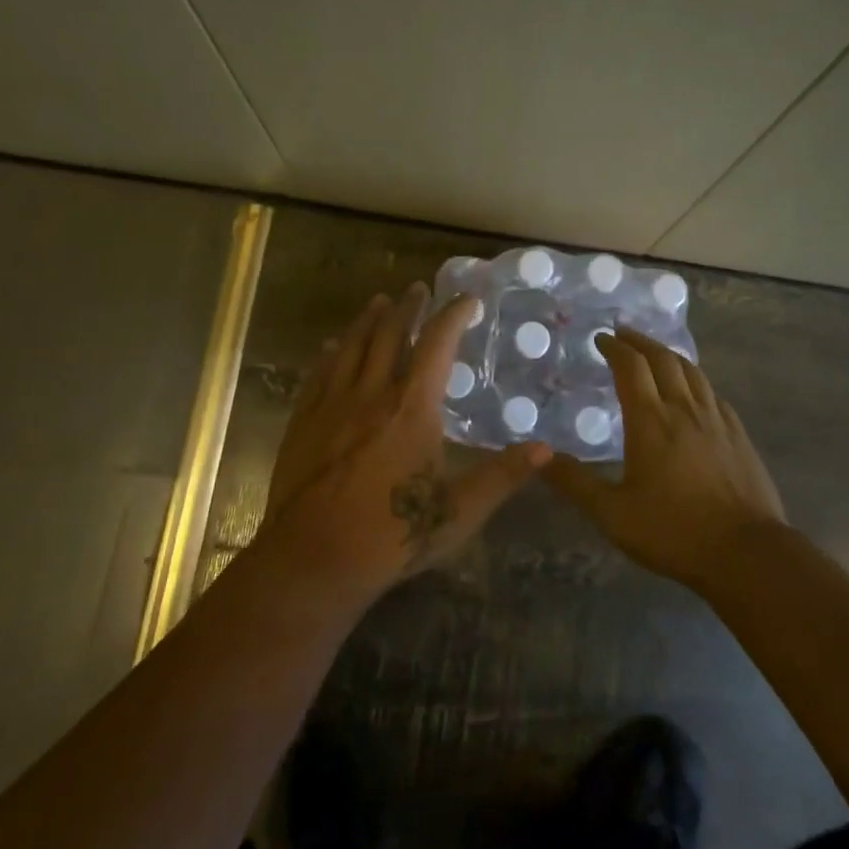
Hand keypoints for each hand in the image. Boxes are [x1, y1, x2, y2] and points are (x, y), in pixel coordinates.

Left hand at [255, 284, 551, 600]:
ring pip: (352, 347)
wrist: (314, 560)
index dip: (454, 315)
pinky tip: (332, 345)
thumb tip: (545, 449)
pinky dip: (331, 353)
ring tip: (379, 301)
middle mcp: (372, 394)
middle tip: (418, 288)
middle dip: (408, 308)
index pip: (438, 345)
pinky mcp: (303, 422)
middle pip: (390, 335)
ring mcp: (332, 405)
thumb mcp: (459, 511)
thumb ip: (501, 477)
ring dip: (368, 320)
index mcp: (413, 409)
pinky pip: (318, 374)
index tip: (467, 299)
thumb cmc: (393, 536)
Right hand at [545, 328, 785, 590]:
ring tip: (656, 354)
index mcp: (651, 421)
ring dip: (669, 355)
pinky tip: (694, 392)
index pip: (631, 367)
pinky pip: (713, 394)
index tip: (600, 339)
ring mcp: (717, 420)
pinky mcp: (739, 436)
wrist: (746, 552)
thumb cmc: (673, 531)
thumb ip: (575, 483)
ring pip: (692, 372)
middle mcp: (684, 410)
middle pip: (664, 359)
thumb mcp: (612, 514)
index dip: (615, 347)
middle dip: (641, 342)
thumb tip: (539, 458)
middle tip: (624, 335)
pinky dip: (696, 381)